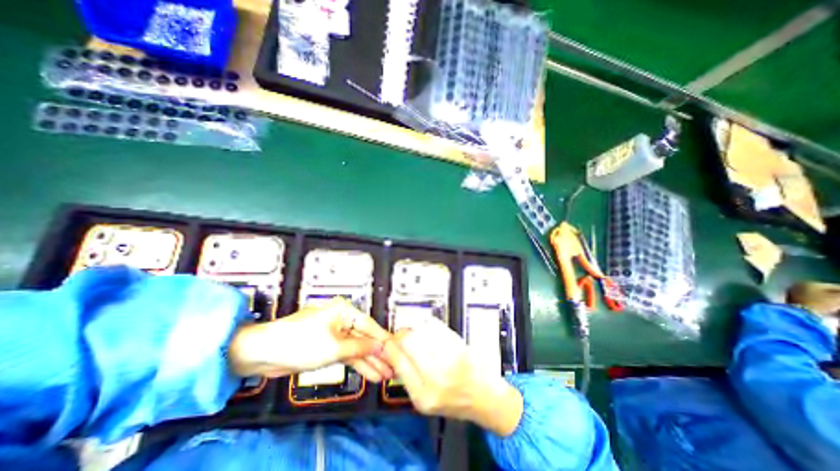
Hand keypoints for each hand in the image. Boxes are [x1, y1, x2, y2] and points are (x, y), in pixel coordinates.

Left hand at [229, 298, 395, 382]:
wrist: (262, 354)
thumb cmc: (300, 342)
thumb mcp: (334, 347)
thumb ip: (360, 348)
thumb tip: (380, 347)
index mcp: (344, 311)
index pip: (369, 325)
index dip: (383, 340)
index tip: (397, 350)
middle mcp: (342, 319)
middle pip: (364, 338)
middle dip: (377, 354)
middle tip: (391, 368)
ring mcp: (335, 334)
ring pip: (356, 348)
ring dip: (368, 362)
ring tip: (383, 375)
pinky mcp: (328, 346)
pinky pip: (346, 354)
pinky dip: (356, 364)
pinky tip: (368, 373)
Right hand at [379, 319, 518, 435]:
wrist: (487, 399)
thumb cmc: (455, 402)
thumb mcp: (425, 401)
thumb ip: (408, 377)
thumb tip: (393, 351)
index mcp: (422, 396)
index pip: (398, 360)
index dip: (390, 346)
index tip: (390, 342)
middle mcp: (435, 378)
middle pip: (408, 341)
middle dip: (402, 334)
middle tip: (403, 335)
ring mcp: (450, 360)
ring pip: (422, 330)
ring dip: (415, 328)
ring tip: (417, 333)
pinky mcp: (460, 346)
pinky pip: (437, 326)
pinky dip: (429, 324)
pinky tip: (429, 329)